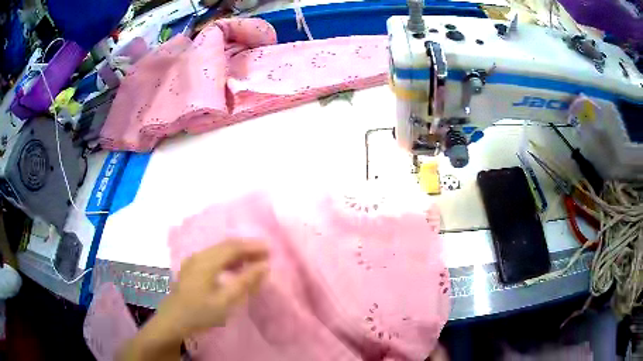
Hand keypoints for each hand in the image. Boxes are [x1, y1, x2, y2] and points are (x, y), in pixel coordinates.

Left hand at [161, 240, 268, 337]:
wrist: (172, 322)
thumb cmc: (200, 313)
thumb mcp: (225, 301)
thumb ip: (245, 282)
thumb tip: (264, 266)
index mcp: (206, 261)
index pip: (233, 247)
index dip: (252, 246)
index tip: (270, 250)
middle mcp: (199, 256)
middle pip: (226, 246)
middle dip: (246, 248)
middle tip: (265, 255)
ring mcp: (193, 262)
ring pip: (219, 251)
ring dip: (237, 254)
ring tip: (254, 261)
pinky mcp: (191, 269)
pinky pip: (213, 258)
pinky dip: (227, 260)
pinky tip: (234, 269)